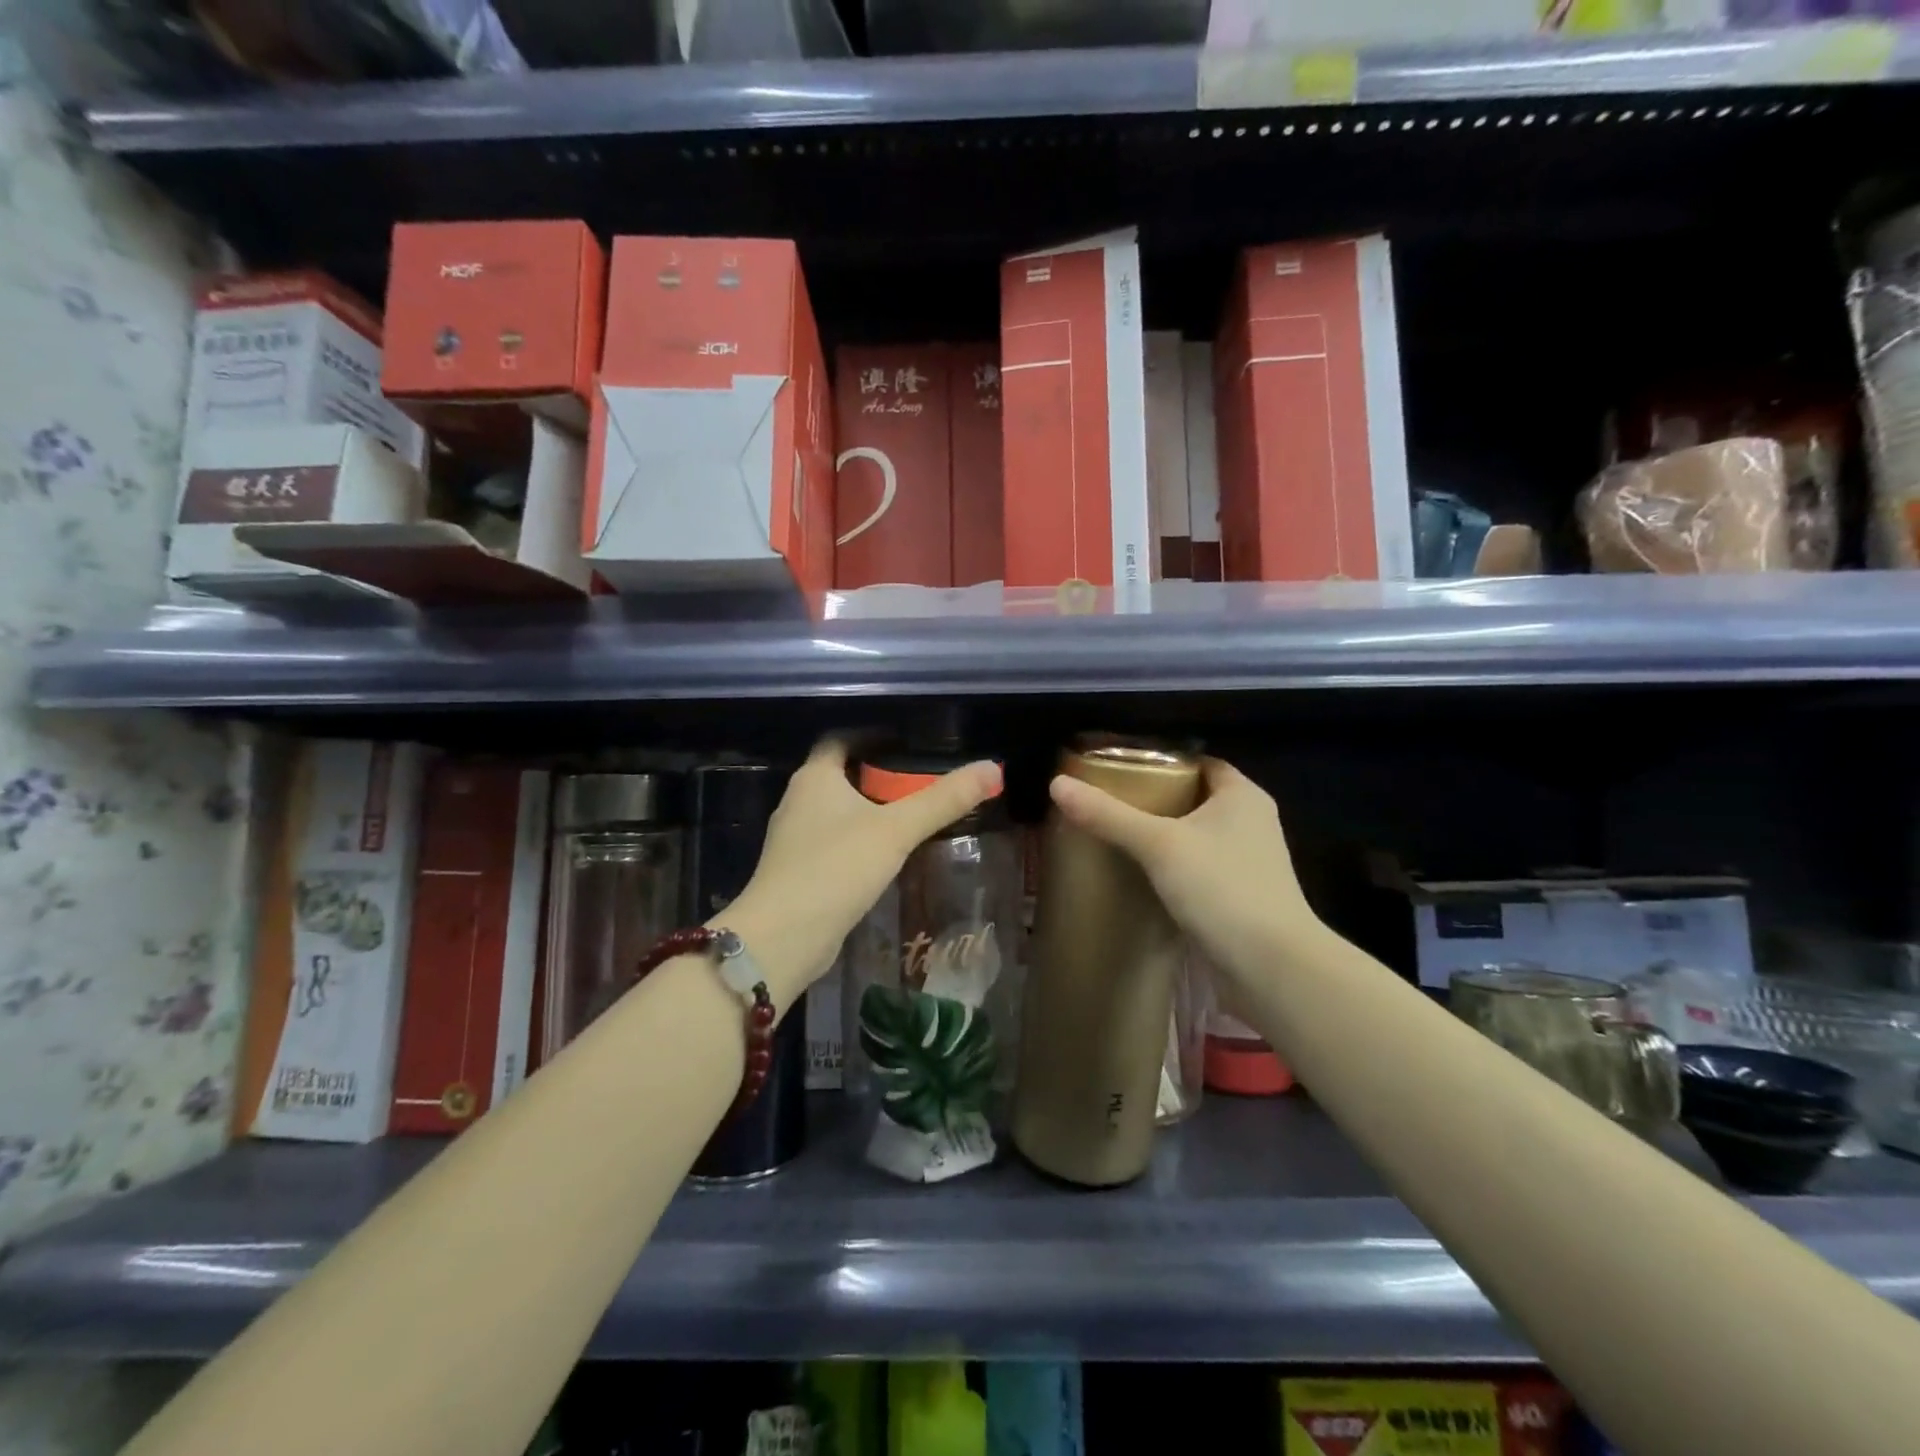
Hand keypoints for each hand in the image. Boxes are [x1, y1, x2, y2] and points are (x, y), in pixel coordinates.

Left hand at [718, 738, 1001, 1011]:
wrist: (783, 938)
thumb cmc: (837, 868)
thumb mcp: (897, 830)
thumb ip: (943, 800)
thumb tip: (994, 768)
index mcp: (815, 777)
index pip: (840, 739)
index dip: (872, 736)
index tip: (908, 743)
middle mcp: (798, 801)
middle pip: (840, 775)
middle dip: (877, 775)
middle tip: (920, 780)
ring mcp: (794, 839)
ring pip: (837, 812)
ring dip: (868, 811)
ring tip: (909, 816)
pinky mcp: (798, 872)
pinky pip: (833, 844)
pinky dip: (858, 841)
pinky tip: (884, 856)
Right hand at [1047, 756, 1318, 997]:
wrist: (1271, 967)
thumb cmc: (1221, 888)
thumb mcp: (1158, 844)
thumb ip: (1108, 815)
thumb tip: (1056, 784)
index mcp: (1242, 795)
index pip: (1199, 762)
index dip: (1162, 761)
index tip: (1120, 769)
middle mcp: (1252, 821)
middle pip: (1195, 798)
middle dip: (1156, 799)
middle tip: (1110, 802)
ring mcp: (1250, 862)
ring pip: (1198, 836)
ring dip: (1165, 836)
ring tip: (1118, 836)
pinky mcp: (1243, 896)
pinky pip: (1201, 868)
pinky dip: (1175, 868)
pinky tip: (1142, 876)